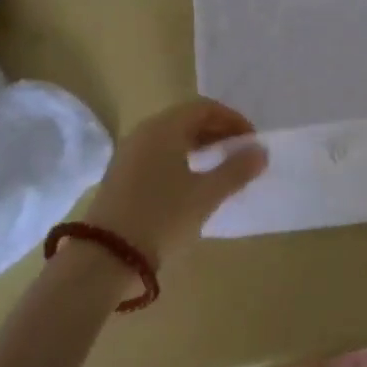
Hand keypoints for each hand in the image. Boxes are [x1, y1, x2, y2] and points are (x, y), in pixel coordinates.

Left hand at [79, 98, 266, 273]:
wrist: (106, 258)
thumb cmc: (162, 217)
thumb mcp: (206, 195)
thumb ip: (236, 170)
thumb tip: (260, 151)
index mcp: (165, 128)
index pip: (204, 108)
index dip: (232, 120)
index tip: (251, 142)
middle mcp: (144, 132)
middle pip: (187, 120)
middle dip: (217, 133)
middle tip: (240, 154)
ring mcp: (129, 154)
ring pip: (172, 138)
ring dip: (200, 147)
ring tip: (221, 169)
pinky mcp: (121, 175)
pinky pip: (158, 155)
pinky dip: (181, 160)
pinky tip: (192, 184)